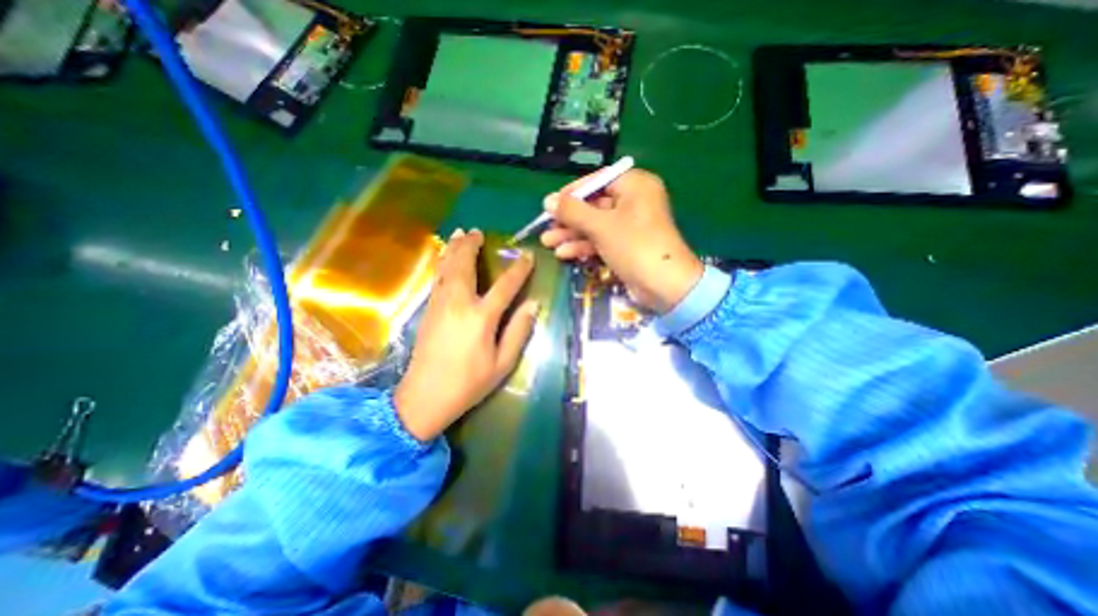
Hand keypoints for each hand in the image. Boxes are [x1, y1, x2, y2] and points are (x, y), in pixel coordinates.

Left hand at [396, 230, 538, 440]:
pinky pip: (436, 279)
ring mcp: (439, 305)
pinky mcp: (428, 310)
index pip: (505, 286)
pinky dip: (442, 263)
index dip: (519, 270)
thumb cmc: (469, 383)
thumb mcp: (502, 363)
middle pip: (465, 266)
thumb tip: (533, 305)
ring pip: (446, 268)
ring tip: (460, 234)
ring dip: (453, 249)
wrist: (424, 397)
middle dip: (471, 246)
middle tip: (478, 232)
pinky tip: (444, 258)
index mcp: (481, 317)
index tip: (527, 256)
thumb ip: (518, 331)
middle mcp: (458, 303)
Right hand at [539, 168, 701, 312]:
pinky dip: (584, 246)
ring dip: (572, 234)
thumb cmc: (634, 246)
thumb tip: (548, 200)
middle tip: (546, 227)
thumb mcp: (601, 226)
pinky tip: (564, 253)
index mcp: (635, 186)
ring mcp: (630, 226)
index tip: (551, 203)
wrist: (663, 286)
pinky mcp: (626, 246)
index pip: (597, 180)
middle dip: (569, 219)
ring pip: (595, 225)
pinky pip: (602, 240)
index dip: (572, 192)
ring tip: (548, 243)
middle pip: (594, 205)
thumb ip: (572, 212)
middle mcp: (634, 202)